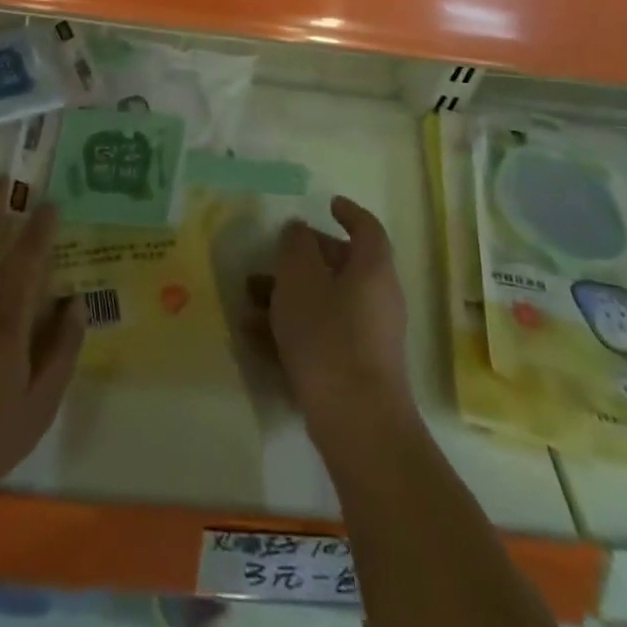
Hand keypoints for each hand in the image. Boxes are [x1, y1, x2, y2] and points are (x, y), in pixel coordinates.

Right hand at [248, 196, 415, 444]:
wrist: (357, 423)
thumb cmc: (328, 335)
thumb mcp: (300, 278)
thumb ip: (296, 246)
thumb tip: (300, 230)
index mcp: (372, 269)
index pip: (367, 228)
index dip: (348, 212)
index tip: (327, 204)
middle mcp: (377, 298)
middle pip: (341, 266)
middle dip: (302, 259)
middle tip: (271, 256)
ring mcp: (368, 337)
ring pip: (325, 302)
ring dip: (288, 296)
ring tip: (249, 298)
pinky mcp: (355, 370)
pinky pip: (321, 336)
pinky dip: (292, 329)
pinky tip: (254, 336)